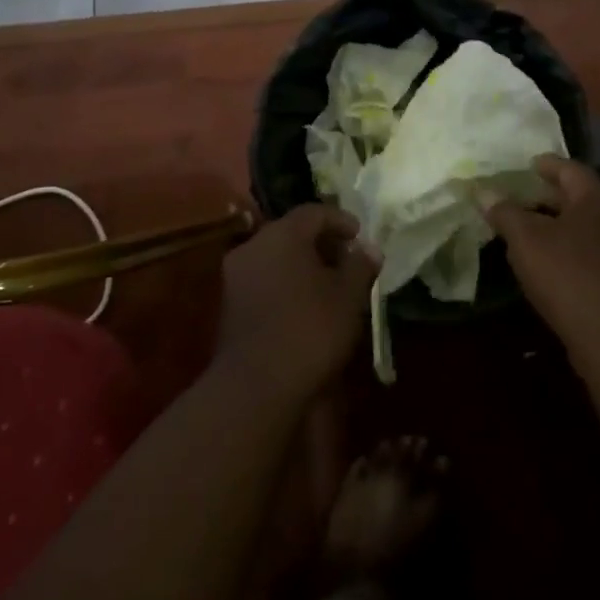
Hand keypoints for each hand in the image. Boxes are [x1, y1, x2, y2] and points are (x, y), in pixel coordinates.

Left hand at [214, 205, 379, 404]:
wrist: (255, 386)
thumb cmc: (309, 330)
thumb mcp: (348, 297)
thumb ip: (360, 266)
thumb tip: (369, 248)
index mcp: (282, 234)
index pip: (314, 212)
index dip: (341, 221)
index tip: (360, 237)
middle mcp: (254, 245)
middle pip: (292, 232)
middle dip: (322, 244)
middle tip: (347, 261)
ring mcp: (236, 275)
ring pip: (276, 257)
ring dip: (303, 265)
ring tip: (329, 287)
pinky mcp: (229, 305)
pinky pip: (264, 280)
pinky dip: (286, 284)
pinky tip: (304, 307)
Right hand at [482, 157, 599, 364]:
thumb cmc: (568, 274)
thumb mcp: (526, 239)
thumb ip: (504, 212)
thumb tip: (483, 191)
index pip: (569, 168)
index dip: (544, 166)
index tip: (527, 165)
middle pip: (581, 196)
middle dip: (550, 196)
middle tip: (522, 196)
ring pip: (589, 225)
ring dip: (561, 224)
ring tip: (530, 229)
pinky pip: (596, 249)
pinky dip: (573, 247)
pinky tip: (551, 260)